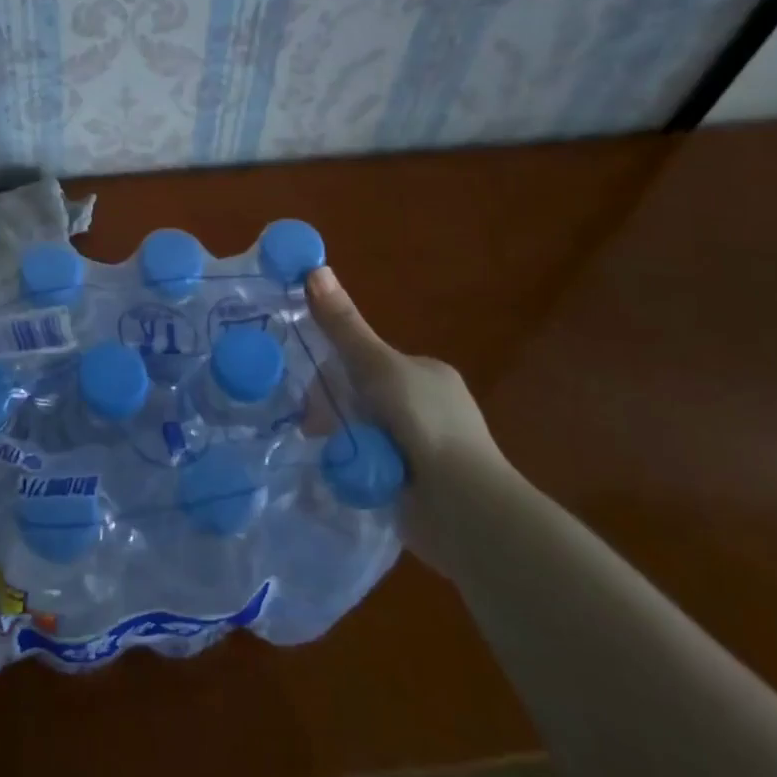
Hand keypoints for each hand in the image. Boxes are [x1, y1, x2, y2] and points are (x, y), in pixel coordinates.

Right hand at [305, 266, 515, 568]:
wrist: (463, 507)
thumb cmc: (424, 423)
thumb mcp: (377, 366)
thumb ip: (343, 326)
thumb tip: (313, 268)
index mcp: (427, 373)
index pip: (369, 361)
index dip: (338, 370)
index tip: (313, 389)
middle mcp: (428, 407)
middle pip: (362, 397)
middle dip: (337, 409)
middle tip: (314, 425)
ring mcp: (424, 449)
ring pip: (363, 432)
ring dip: (344, 440)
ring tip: (327, 451)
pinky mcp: (416, 485)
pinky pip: (370, 465)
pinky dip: (354, 467)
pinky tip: (339, 474)